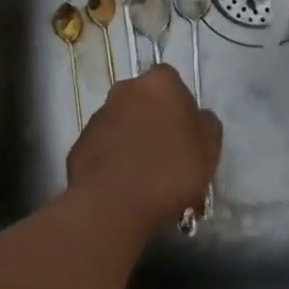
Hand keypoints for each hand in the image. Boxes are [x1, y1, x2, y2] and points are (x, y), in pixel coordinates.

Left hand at [65, 65, 221, 236]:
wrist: (111, 206)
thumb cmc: (169, 170)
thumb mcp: (209, 149)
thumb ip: (207, 125)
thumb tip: (198, 118)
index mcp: (158, 83)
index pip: (173, 82)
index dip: (182, 107)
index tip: (188, 135)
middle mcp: (124, 89)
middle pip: (145, 101)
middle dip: (155, 122)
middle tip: (168, 157)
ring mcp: (98, 116)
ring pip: (123, 124)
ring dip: (132, 141)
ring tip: (145, 179)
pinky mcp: (79, 145)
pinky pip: (104, 149)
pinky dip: (113, 161)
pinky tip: (123, 188)